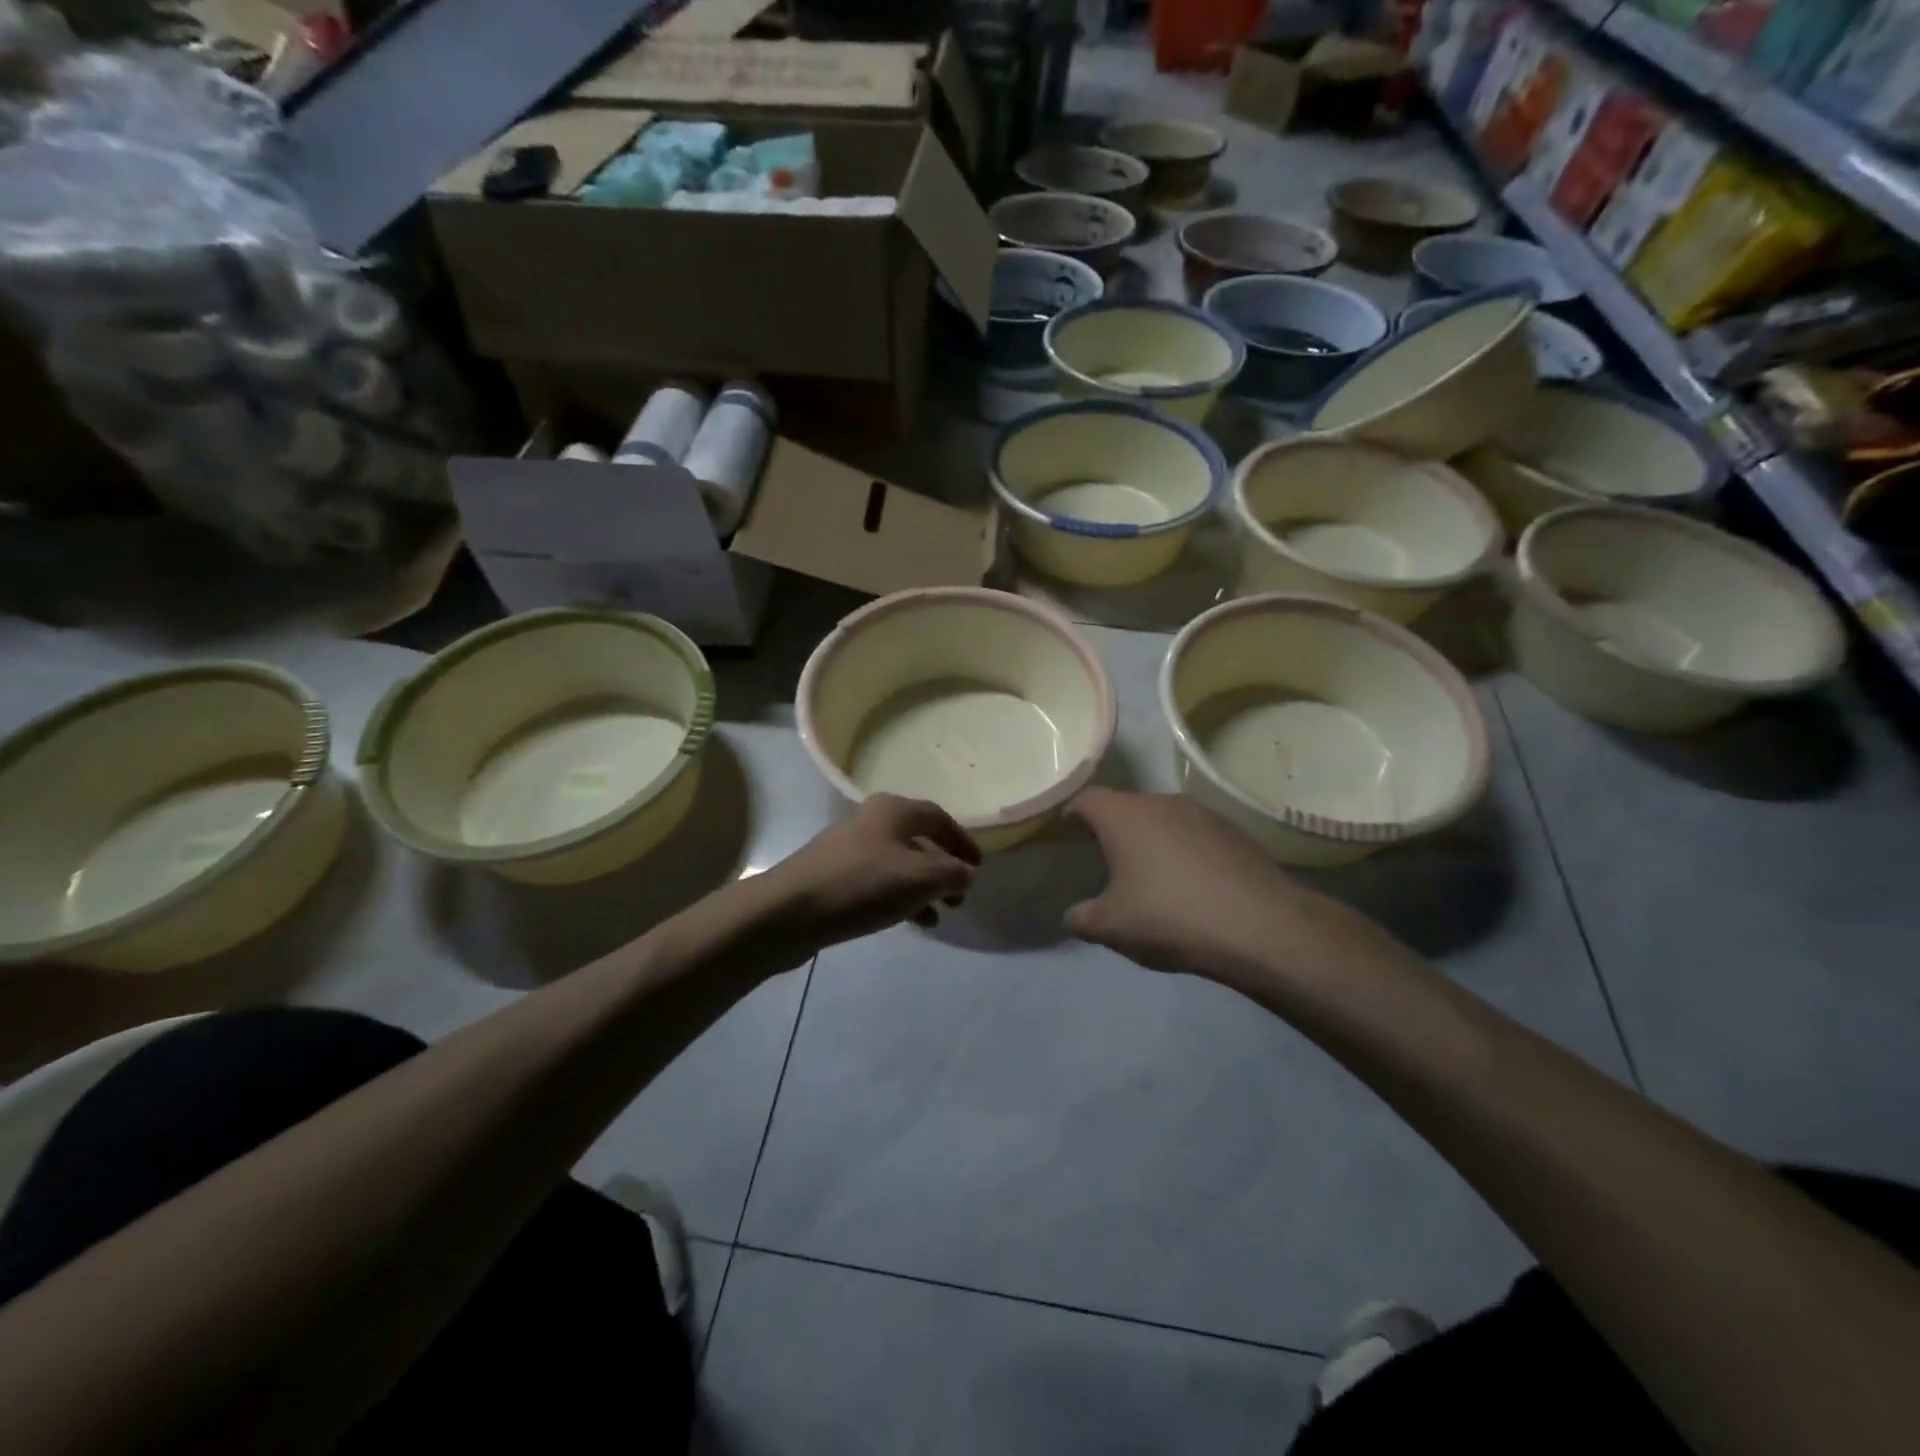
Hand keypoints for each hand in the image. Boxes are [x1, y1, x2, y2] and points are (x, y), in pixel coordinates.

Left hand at [761, 794, 980, 953]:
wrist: (789, 911)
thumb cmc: (862, 885)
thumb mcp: (919, 879)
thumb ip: (952, 874)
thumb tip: (965, 873)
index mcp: (894, 810)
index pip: (939, 818)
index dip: (963, 842)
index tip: (978, 868)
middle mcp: (872, 820)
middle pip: (919, 840)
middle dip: (943, 869)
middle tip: (958, 898)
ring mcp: (850, 847)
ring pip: (899, 864)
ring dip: (922, 888)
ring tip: (936, 917)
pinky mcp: (834, 874)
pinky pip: (879, 881)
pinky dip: (899, 897)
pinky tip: (906, 922)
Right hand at [1065, 789, 1345, 984]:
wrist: (1262, 927)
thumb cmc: (1171, 917)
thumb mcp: (1112, 927)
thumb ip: (1082, 918)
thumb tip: (1072, 915)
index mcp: (1124, 815)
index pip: (1084, 799)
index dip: (1069, 815)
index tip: (1063, 836)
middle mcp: (1161, 801)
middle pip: (1125, 807)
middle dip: (1111, 829)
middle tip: (1103, 861)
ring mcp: (1202, 813)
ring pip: (1162, 819)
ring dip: (1150, 841)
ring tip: (1148, 876)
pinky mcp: (1234, 831)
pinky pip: (1193, 834)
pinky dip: (1183, 851)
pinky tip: (1190, 885)